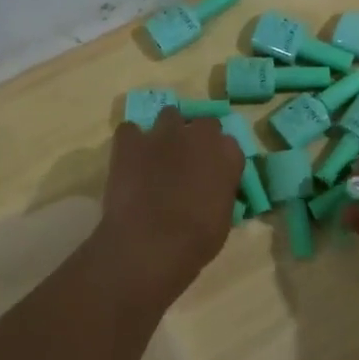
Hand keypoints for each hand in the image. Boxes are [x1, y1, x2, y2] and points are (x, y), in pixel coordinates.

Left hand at [97, 114, 242, 300]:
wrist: (151, 243)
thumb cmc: (197, 240)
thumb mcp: (224, 217)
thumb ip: (220, 191)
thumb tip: (211, 189)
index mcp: (228, 154)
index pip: (229, 145)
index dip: (218, 159)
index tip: (212, 173)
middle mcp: (200, 135)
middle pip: (203, 124)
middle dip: (197, 138)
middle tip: (187, 162)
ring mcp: (163, 133)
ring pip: (169, 116)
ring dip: (167, 132)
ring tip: (158, 155)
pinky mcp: (131, 141)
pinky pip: (130, 131)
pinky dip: (131, 142)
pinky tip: (129, 160)